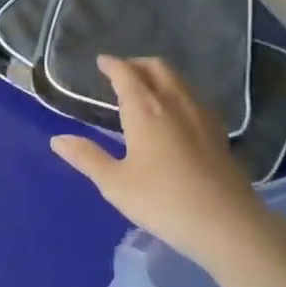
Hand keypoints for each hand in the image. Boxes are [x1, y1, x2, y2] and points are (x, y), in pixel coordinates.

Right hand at [49, 56, 267, 264]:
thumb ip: (86, 158)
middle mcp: (174, 103)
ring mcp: (201, 116)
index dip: (112, 65)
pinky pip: (194, 97)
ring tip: (146, 88)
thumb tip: (57, 140)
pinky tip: (176, 113)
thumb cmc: (163, 201)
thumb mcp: (115, 183)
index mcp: (145, 109)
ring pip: (179, 80)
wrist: (227, 224)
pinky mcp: (219, 133)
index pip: (126, 74)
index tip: (101, 62)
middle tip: (122, 72)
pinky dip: (178, 92)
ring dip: (159, 75)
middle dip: (137, 64)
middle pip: (157, 68)